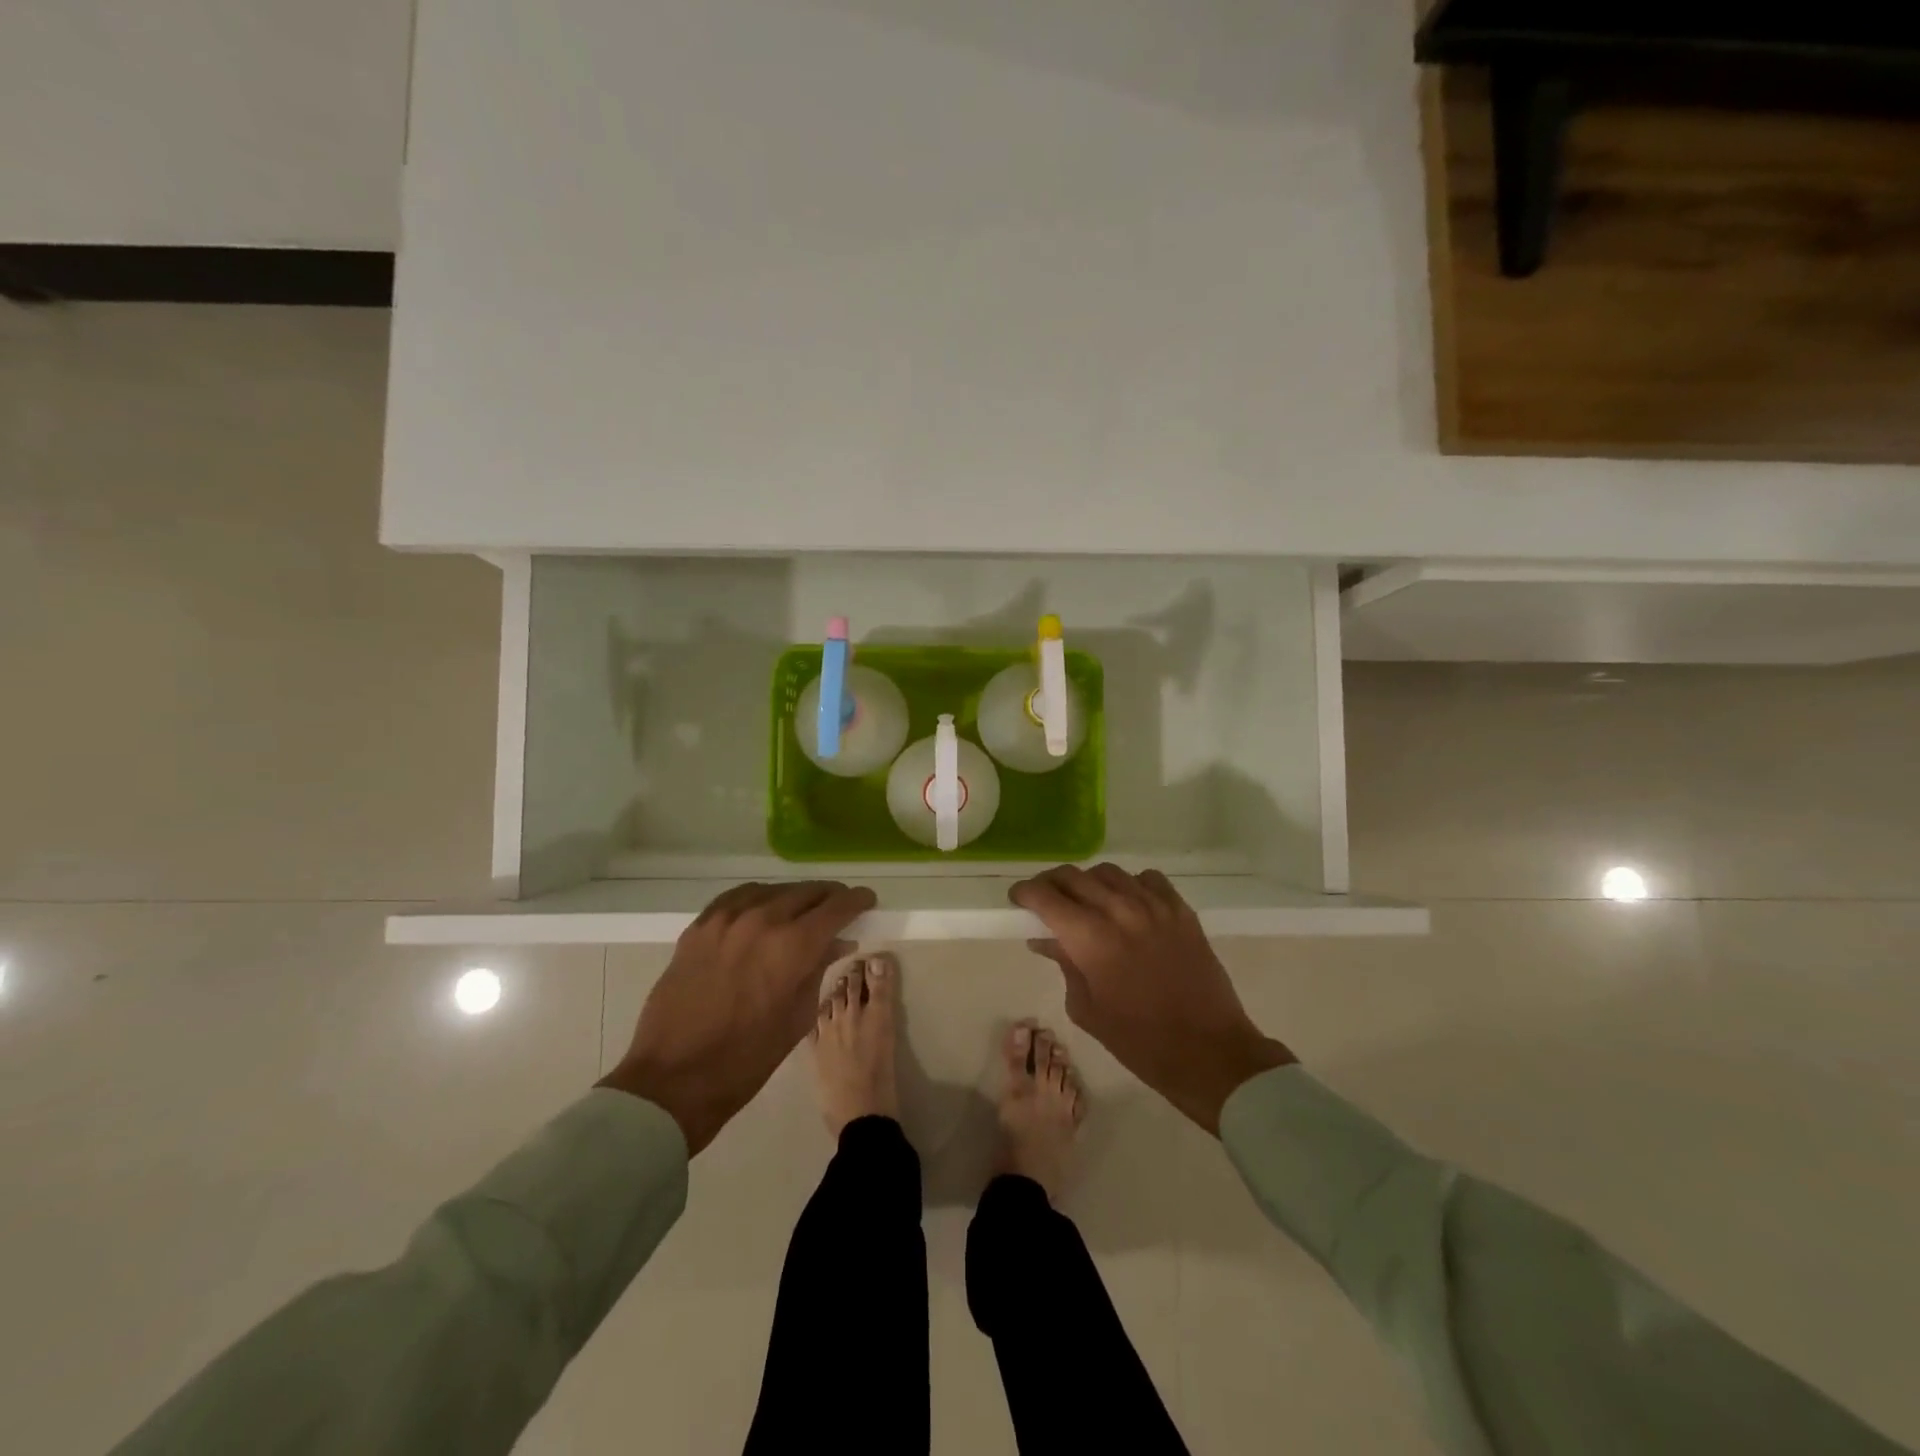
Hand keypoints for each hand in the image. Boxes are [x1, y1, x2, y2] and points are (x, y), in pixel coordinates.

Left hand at [599, 881, 874, 1153]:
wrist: (674, 1078)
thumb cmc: (746, 1059)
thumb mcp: (797, 1017)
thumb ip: (819, 970)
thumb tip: (838, 942)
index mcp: (792, 946)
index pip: (836, 908)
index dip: (856, 901)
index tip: (867, 900)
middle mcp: (761, 920)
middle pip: (806, 892)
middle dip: (828, 897)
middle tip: (839, 906)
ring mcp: (725, 920)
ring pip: (772, 890)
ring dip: (794, 896)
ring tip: (803, 908)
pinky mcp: (699, 927)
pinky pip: (737, 898)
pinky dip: (758, 898)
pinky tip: (763, 908)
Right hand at [1011, 865, 1295, 1134]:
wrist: (1208, 1052)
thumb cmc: (1139, 1041)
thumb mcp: (1086, 1008)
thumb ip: (1064, 964)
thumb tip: (1046, 939)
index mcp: (1090, 938)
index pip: (1046, 896)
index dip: (1025, 892)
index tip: (1018, 899)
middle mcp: (1119, 910)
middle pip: (1073, 876)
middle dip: (1051, 884)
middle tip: (1044, 899)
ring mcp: (1154, 906)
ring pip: (1108, 872)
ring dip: (1088, 882)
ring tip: (1086, 901)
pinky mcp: (1181, 910)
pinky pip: (1147, 879)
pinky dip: (1129, 885)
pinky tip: (1127, 904)